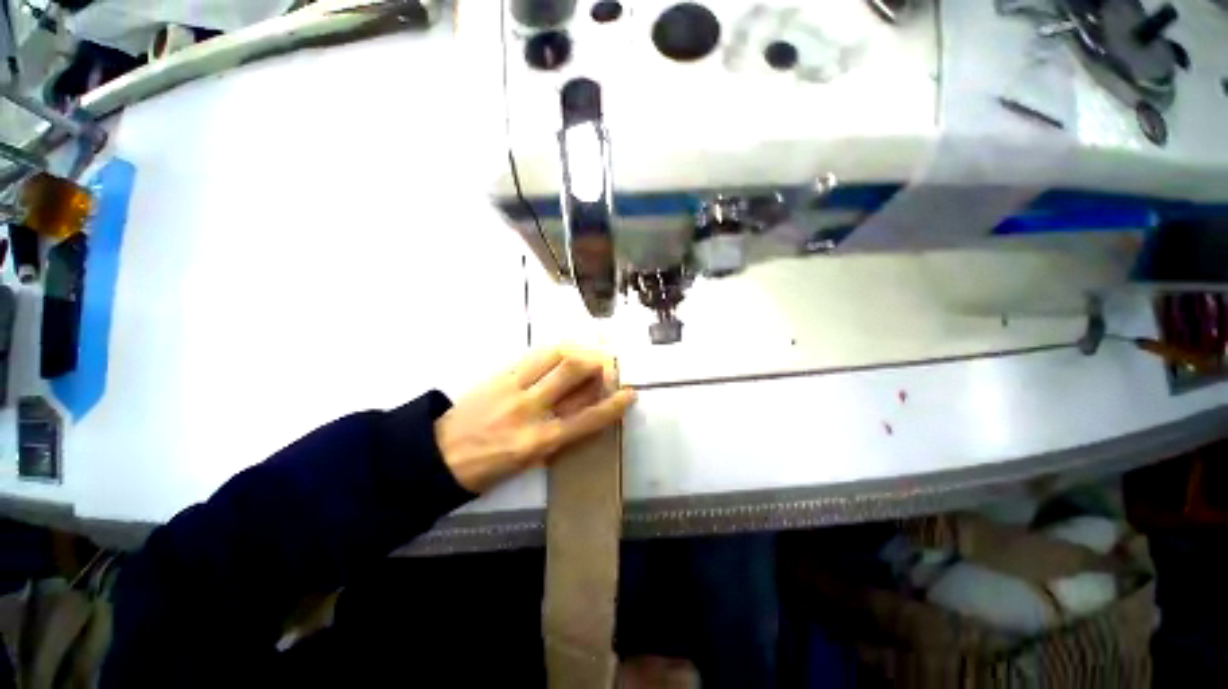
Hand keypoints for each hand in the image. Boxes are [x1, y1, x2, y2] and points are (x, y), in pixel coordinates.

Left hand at [434, 346, 636, 492]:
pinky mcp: (499, 375)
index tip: (629, 393)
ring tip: (586, 354)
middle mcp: (530, 410)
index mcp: (539, 441)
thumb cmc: (489, 467)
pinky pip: (534, 355)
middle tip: (606, 365)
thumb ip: (561, 435)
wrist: (439, 456)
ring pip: (554, 355)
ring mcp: (513, 388)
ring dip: (577, 350)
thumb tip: (586, 410)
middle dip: (597, 363)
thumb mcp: (530, 462)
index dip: (613, 405)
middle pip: (573, 372)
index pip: (587, 419)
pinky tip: (563, 352)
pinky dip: (555, 351)